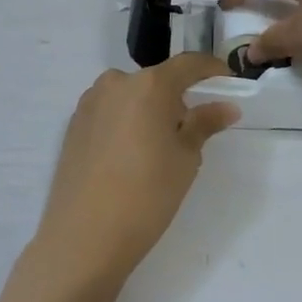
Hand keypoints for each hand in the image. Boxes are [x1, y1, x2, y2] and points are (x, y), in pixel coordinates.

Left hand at [33, 54, 238, 285]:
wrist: (83, 237)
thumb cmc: (146, 195)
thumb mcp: (185, 159)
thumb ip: (204, 124)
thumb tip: (226, 107)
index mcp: (149, 84)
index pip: (188, 64)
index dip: (211, 69)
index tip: (228, 82)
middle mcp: (117, 82)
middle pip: (156, 80)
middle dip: (176, 98)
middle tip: (190, 131)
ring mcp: (90, 101)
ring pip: (131, 95)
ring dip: (148, 110)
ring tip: (156, 149)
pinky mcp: (73, 123)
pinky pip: (110, 111)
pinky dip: (125, 122)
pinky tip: (128, 157)